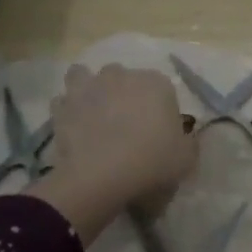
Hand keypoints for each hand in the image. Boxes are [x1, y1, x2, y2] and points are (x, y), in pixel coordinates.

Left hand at [32, 64, 197, 241]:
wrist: (101, 176)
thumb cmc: (152, 162)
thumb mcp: (186, 158)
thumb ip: (188, 142)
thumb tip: (183, 137)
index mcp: (157, 83)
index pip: (163, 90)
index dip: (161, 112)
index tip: (159, 135)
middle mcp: (121, 75)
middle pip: (124, 79)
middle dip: (124, 95)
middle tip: (126, 126)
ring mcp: (89, 87)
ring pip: (86, 77)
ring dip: (89, 90)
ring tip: (93, 115)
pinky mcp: (63, 105)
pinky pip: (64, 101)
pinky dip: (67, 110)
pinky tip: (73, 127)